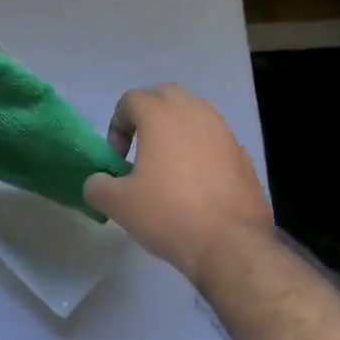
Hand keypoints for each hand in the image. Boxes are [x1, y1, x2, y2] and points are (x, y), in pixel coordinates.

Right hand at [82, 83, 274, 284]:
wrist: (231, 244)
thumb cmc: (169, 213)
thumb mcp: (118, 204)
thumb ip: (97, 185)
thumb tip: (98, 182)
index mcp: (161, 115)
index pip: (131, 99)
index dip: (117, 124)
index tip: (119, 157)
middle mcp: (194, 113)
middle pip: (166, 95)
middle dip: (149, 114)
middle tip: (141, 148)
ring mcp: (223, 131)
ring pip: (195, 112)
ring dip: (177, 128)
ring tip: (169, 163)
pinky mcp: (242, 154)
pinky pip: (215, 138)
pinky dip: (201, 148)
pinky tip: (197, 183)